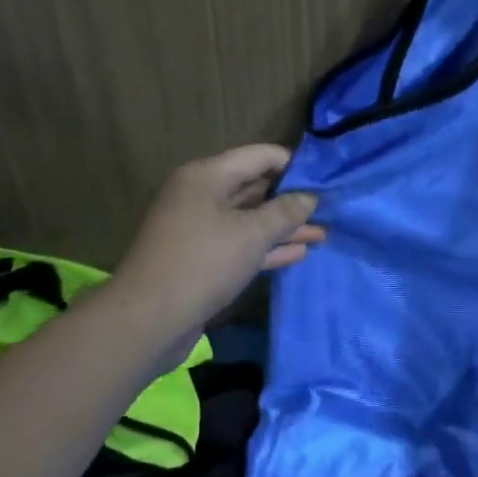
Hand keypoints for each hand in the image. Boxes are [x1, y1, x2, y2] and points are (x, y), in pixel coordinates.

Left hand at [114, 145, 323, 341]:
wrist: (149, 320)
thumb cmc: (203, 263)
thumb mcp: (252, 234)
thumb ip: (286, 212)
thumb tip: (310, 196)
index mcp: (206, 176)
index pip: (259, 156)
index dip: (293, 165)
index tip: (325, 179)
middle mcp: (200, 196)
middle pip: (254, 187)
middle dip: (290, 198)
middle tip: (328, 208)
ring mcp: (199, 229)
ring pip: (249, 220)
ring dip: (283, 227)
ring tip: (321, 233)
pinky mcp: (201, 259)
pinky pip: (239, 245)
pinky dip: (267, 247)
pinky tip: (298, 253)